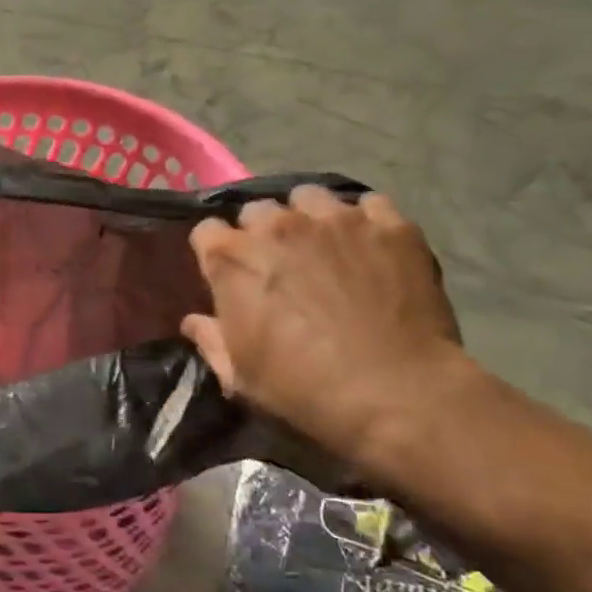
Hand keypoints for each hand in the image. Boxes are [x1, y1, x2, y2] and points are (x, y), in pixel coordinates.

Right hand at [182, 188, 467, 468]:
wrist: (397, 394)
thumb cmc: (304, 389)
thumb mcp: (241, 377)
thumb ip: (211, 341)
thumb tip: (194, 322)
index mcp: (233, 258)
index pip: (206, 232)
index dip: (216, 252)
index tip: (228, 273)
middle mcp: (278, 224)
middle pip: (257, 210)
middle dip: (262, 232)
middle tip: (279, 264)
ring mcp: (336, 219)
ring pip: (310, 198)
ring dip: (309, 218)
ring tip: (326, 246)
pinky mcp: (389, 225)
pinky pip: (370, 204)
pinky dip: (366, 222)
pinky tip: (371, 247)